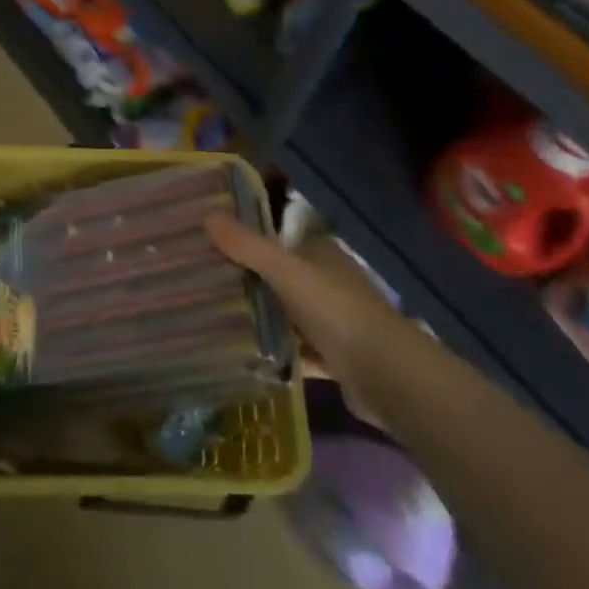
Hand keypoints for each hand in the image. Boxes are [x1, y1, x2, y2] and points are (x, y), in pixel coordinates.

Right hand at [206, 212, 404, 414]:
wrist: (386, 374)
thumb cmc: (336, 311)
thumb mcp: (286, 271)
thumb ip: (248, 246)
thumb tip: (208, 214)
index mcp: (322, 255)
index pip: (278, 242)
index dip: (247, 243)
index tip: (209, 249)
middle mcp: (329, 283)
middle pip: (280, 279)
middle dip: (248, 283)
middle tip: (202, 286)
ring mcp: (334, 322)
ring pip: (287, 315)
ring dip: (260, 319)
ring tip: (213, 320)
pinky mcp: (334, 358)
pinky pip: (296, 351)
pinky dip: (276, 353)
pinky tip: (245, 357)